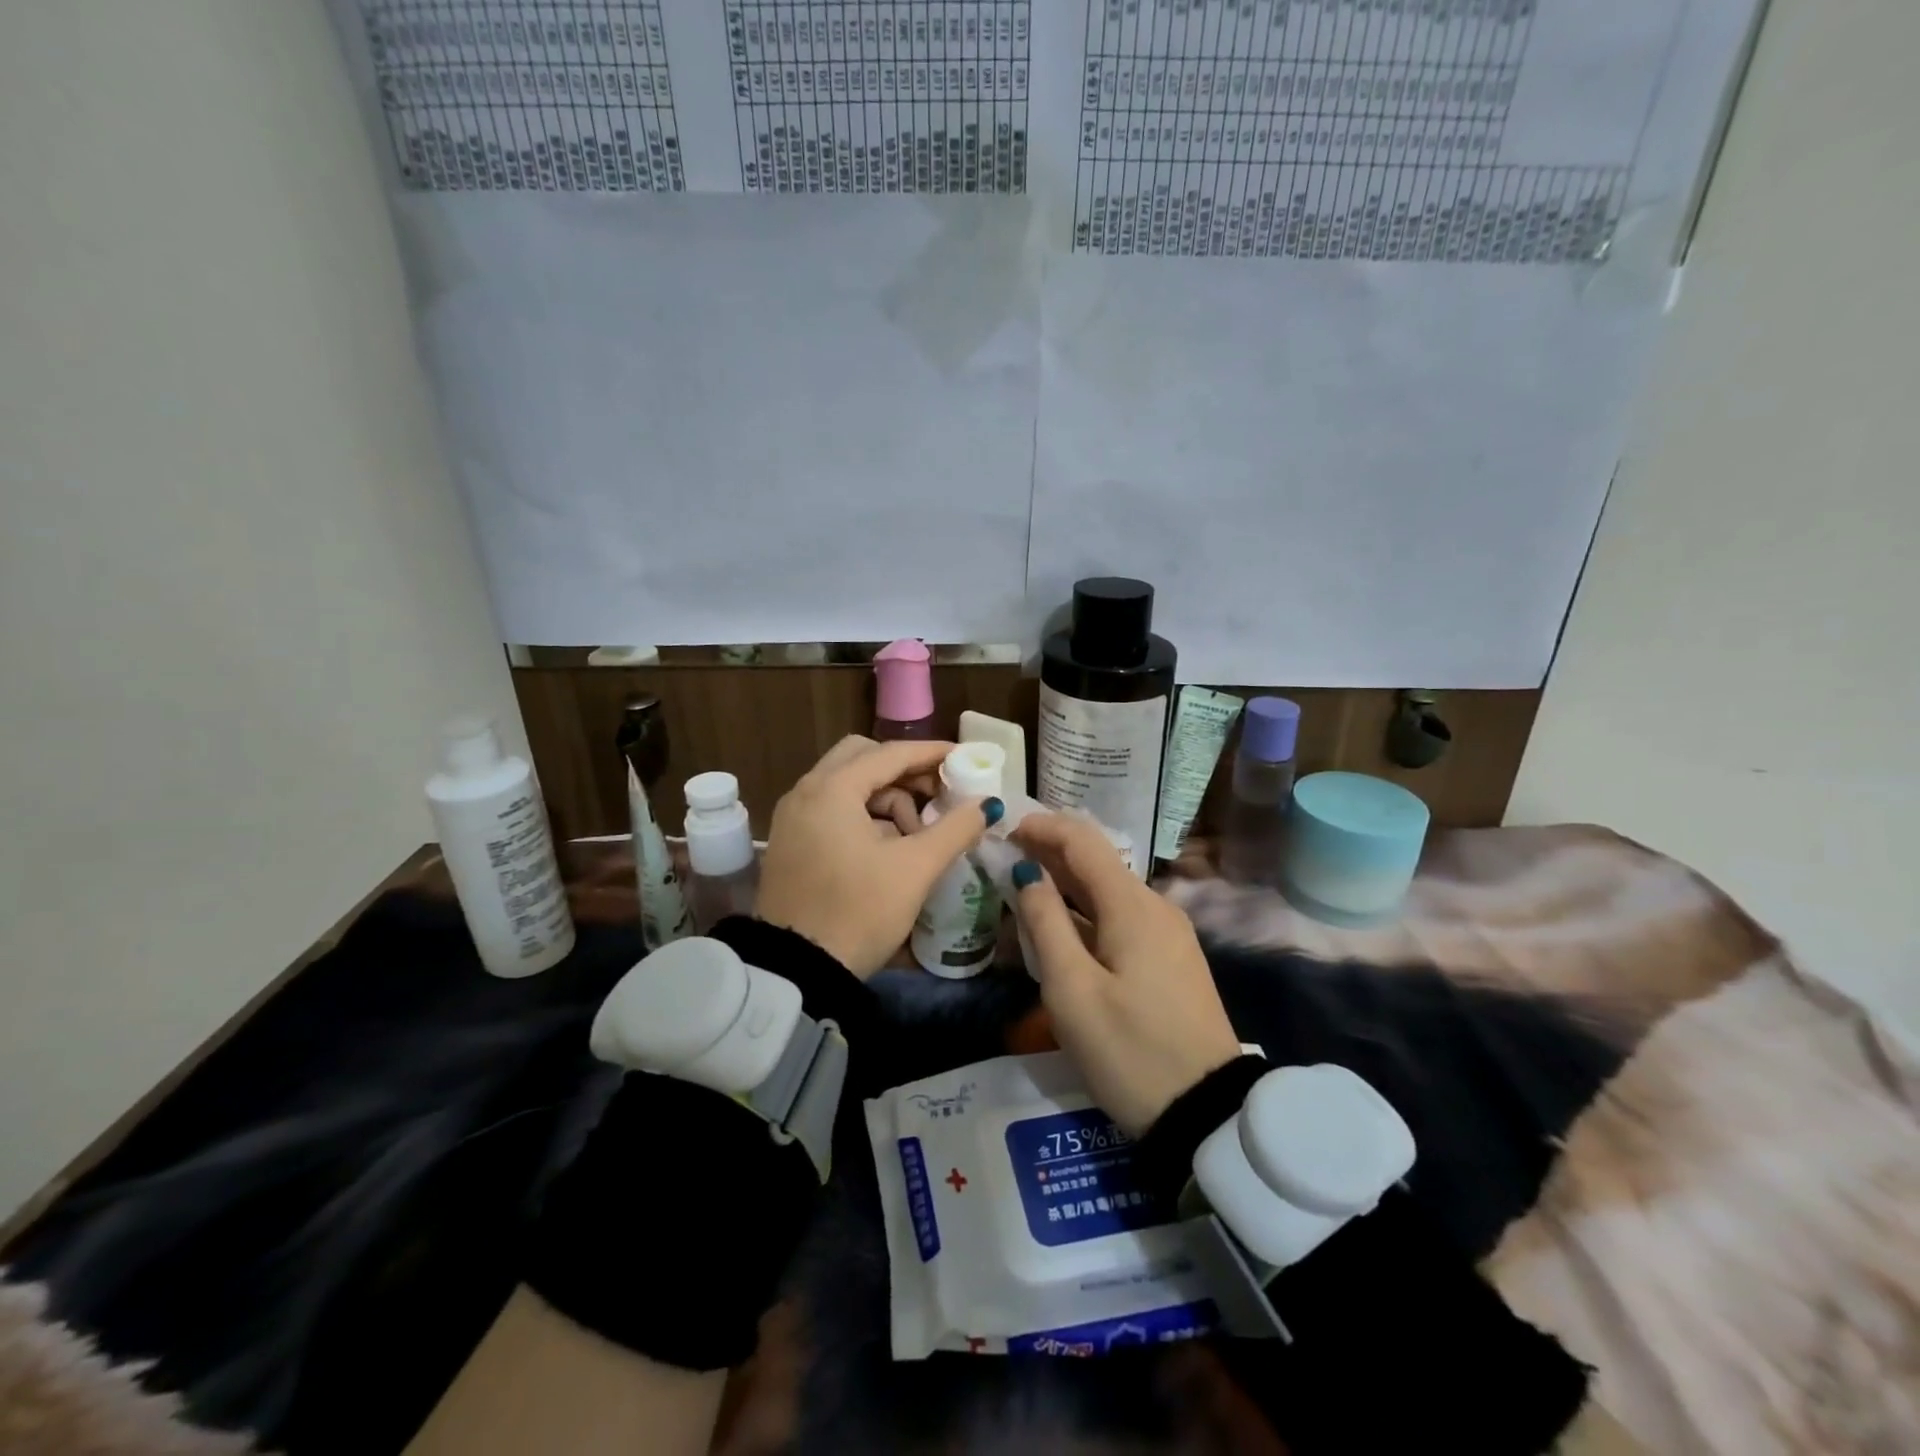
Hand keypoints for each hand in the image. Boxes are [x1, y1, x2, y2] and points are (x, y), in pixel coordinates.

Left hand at [757, 736, 1000, 976]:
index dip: (931, 753)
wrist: (797, 971)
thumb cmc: (859, 912)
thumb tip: (986, 805)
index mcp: (832, 789)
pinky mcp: (791, 841)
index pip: (890, 753)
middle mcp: (806, 791)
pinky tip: (888, 847)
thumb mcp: (914, 869)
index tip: (964, 758)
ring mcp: (793, 816)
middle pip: (863, 759)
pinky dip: (864, 816)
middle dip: (905, 773)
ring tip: (916, 836)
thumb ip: (954, 829)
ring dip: (886, 798)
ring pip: (848, 785)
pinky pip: (833, 809)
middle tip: (938, 796)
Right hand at [1008, 813, 1241, 1136]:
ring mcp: (1167, 933)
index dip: (1042, 828)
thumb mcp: (1073, 991)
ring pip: (1108, 890)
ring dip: (1066, 883)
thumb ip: (1045, 924)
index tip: (1004, 830)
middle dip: (1049, 852)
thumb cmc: (1130, 1051)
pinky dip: (1085, 911)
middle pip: (1097, 861)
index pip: (1082, 840)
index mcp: (1131, 905)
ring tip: (1023, 887)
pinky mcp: (1171, 958)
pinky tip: (1061, 927)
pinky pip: (1121, 917)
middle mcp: (1154, 906)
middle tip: (1004, 857)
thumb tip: (1026, 874)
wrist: (1207, 1112)